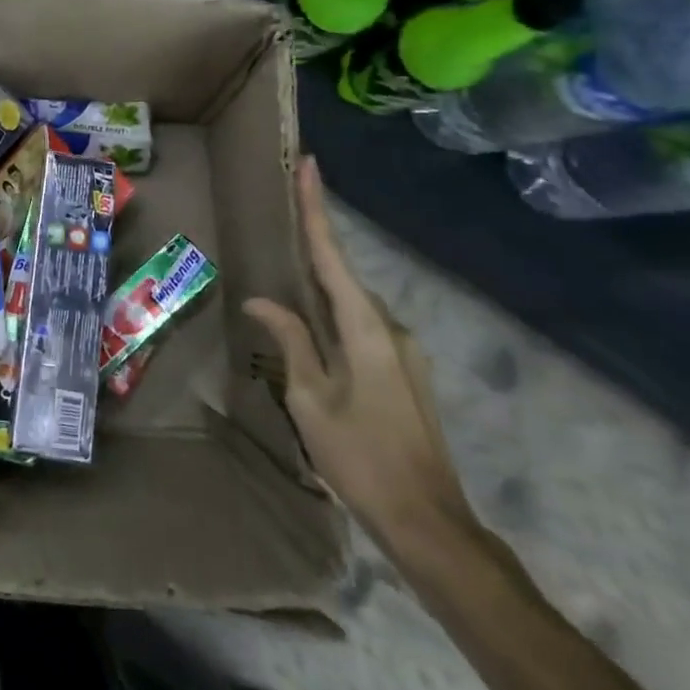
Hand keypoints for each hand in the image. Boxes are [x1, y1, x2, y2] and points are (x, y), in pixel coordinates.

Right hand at [245, 156, 474, 553]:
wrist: (428, 522)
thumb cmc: (360, 457)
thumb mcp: (310, 398)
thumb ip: (289, 341)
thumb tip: (262, 300)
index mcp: (365, 329)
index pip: (332, 256)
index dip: (318, 210)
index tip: (309, 166)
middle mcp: (389, 328)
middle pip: (342, 275)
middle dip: (315, 241)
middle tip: (286, 210)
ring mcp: (401, 351)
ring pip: (349, 303)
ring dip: (319, 282)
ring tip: (285, 268)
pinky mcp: (401, 371)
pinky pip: (357, 326)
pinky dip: (330, 312)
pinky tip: (307, 321)